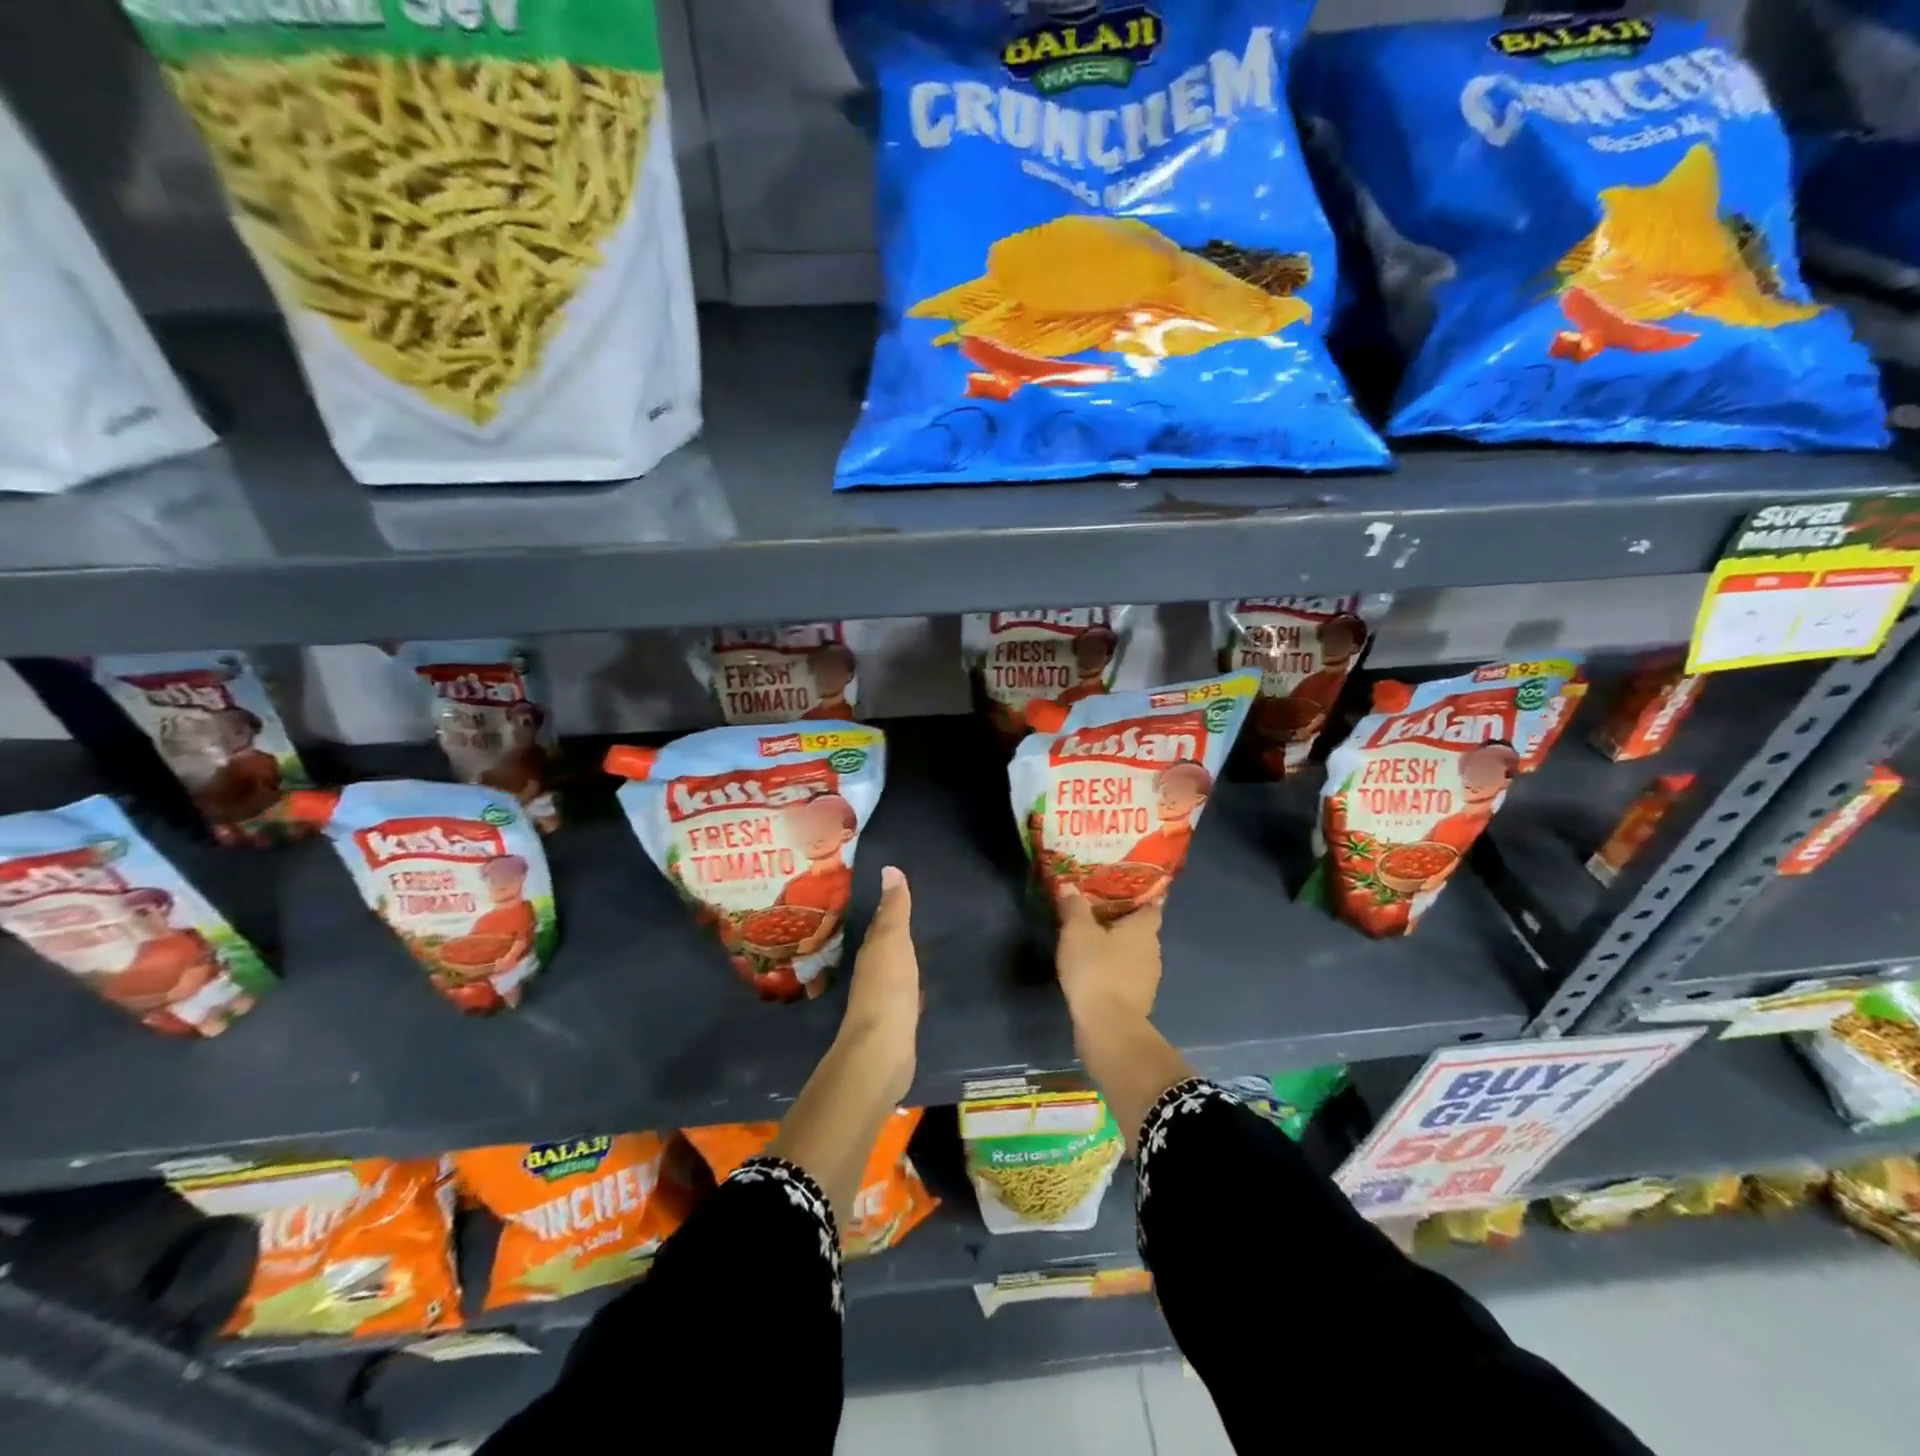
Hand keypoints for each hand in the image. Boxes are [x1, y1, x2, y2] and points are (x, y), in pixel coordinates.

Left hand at [838, 866, 919, 1102]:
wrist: (883, 1049)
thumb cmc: (888, 988)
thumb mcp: (893, 941)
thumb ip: (894, 909)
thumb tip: (888, 868)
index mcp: (870, 951)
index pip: (879, 925)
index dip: (889, 910)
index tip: (902, 893)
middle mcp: (871, 973)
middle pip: (884, 948)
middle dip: (896, 934)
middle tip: (917, 917)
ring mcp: (882, 1000)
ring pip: (894, 971)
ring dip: (904, 960)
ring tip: (923, 948)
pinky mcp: (896, 1023)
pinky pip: (905, 996)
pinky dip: (912, 987)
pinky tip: (923, 988)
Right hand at [1056, 885, 1162, 1029]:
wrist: (1108, 1025)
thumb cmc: (1096, 968)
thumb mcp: (1077, 931)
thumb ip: (1075, 907)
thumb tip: (1070, 887)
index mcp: (1144, 929)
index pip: (1151, 905)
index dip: (1139, 896)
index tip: (1122, 889)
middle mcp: (1153, 950)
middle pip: (1141, 929)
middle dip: (1122, 921)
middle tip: (1098, 911)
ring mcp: (1148, 978)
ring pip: (1134, 953)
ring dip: (1117, 947)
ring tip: (1093, 939)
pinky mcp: (1138, 1000)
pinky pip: (1127, 975)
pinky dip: (1114, 969)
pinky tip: (1095, 968)